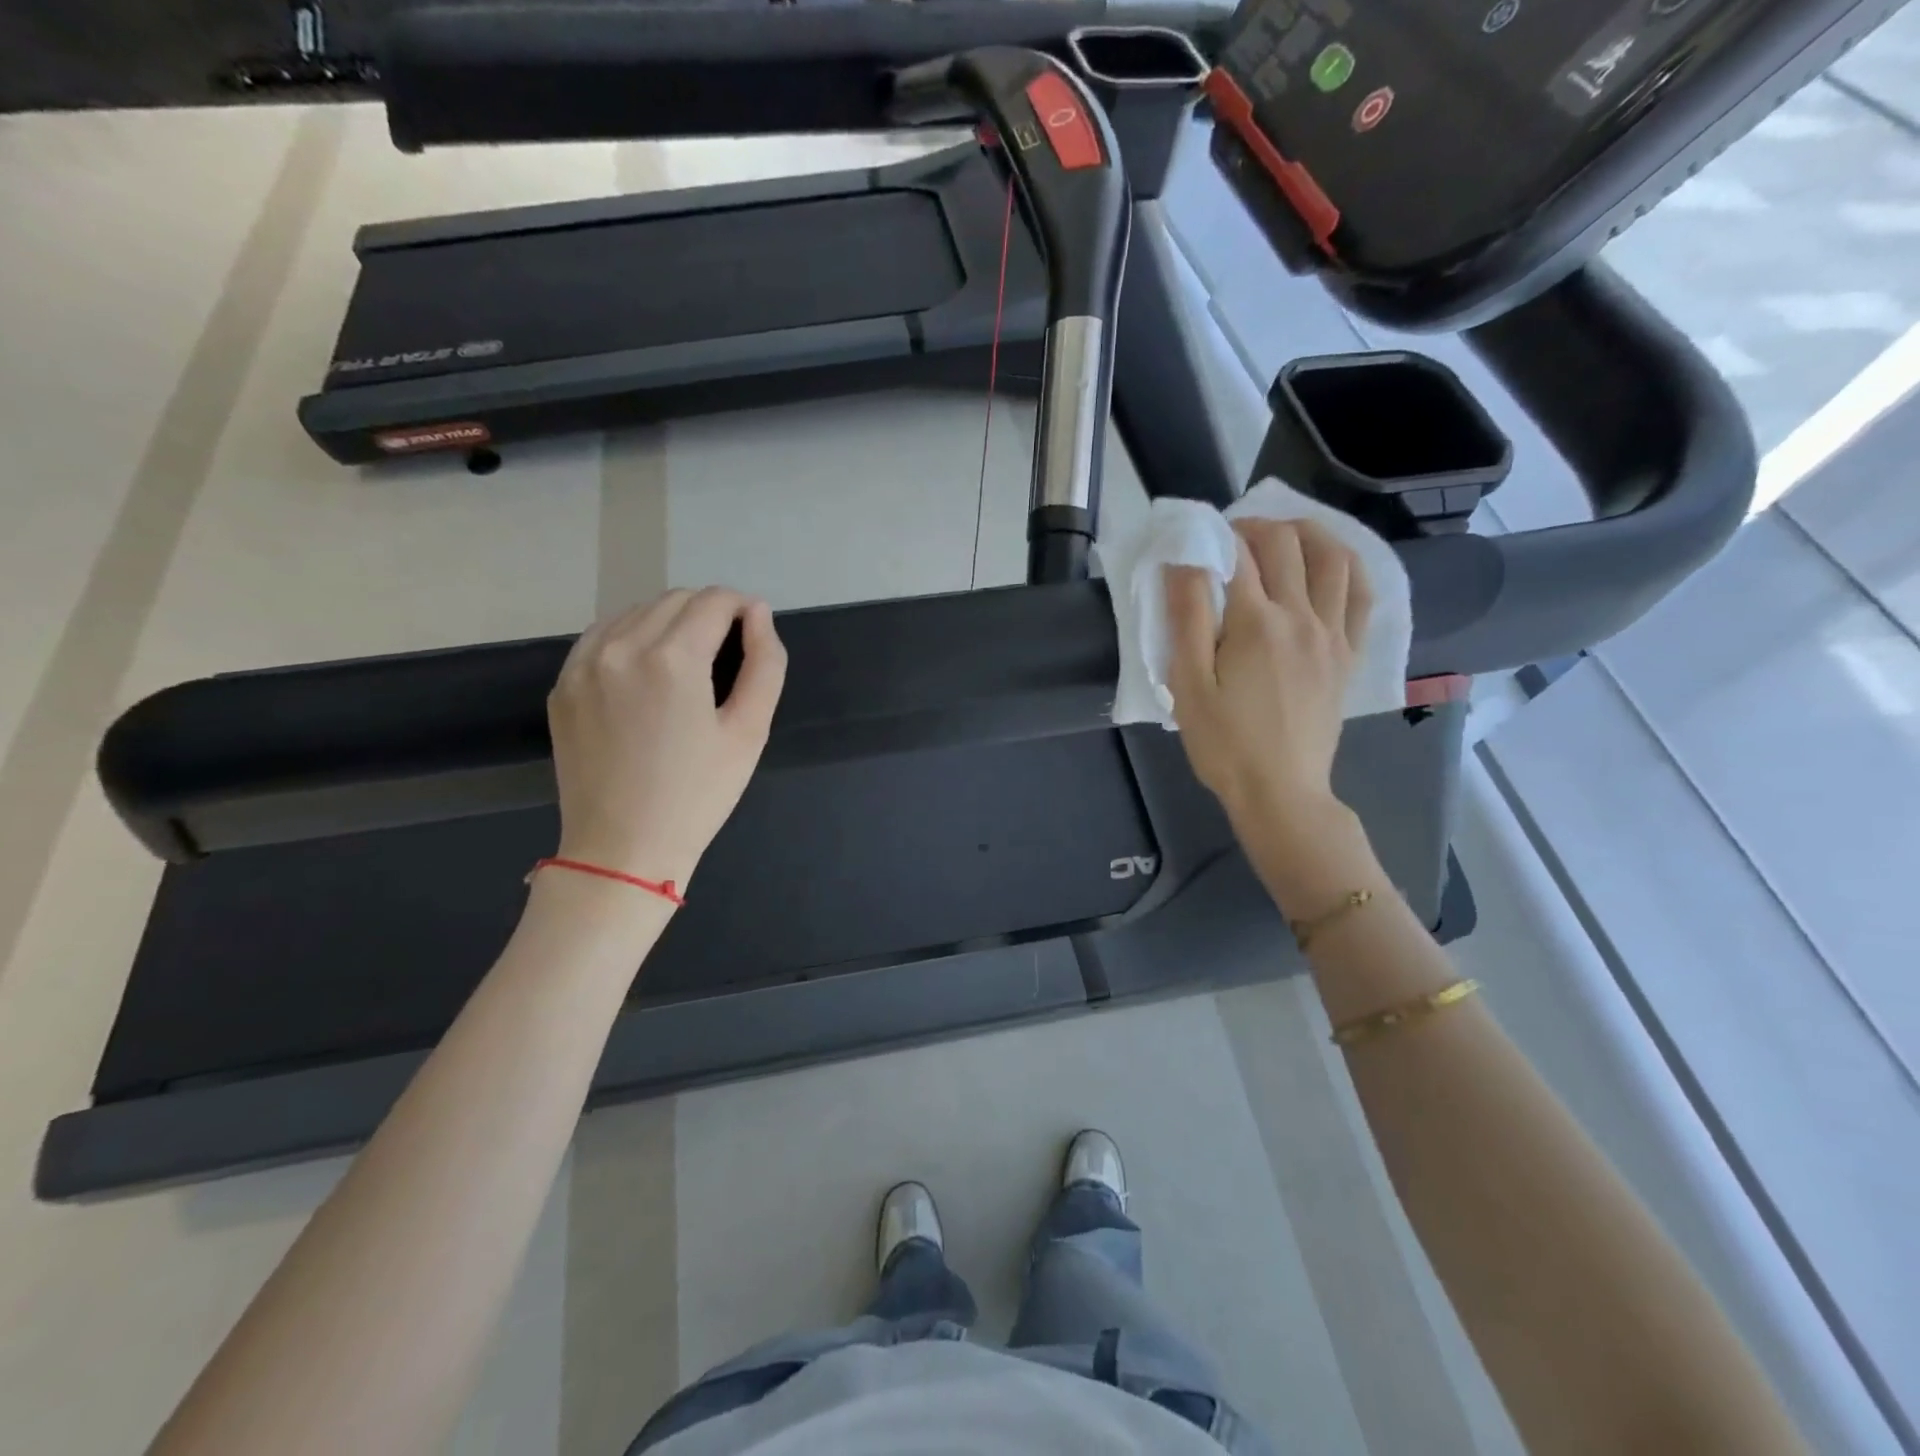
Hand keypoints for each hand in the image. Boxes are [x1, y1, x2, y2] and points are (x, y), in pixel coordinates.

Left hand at [548, 588, 786, 886]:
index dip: (742, 608)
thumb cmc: (698, 795)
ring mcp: (582, 665)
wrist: (622, 849)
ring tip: (688, 662)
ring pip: (635, 612)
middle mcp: (620, 647)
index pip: (714, 601)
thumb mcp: (750, 732)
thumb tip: (758, 613)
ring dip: (669, 621)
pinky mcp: (563, 685)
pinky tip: (646, 671)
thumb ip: (764, 663)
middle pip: (674, 599)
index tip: (753, 631)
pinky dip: (631, 638)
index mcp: (672, 658)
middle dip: (708, 612)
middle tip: (727, 651)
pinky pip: (601, 637)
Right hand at [1166, 518, 1370, 826]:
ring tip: (1283, 534)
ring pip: (1334, 558)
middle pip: (1287, 544)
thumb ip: (1187, 618)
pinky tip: (1331, 563)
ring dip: (1308, 532)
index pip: (1238, 554)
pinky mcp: (1348, 654)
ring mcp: (1333, 634)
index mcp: (1256, 623)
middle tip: (1232, 535)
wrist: (1280, 791)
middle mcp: (1302, 617)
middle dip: (1256, 526)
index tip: (1197, 537)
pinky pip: (1361, 595)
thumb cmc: (1224, 744)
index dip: (1216, 535)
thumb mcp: (1188, 685)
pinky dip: (1348, 566)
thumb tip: (1185, 560)